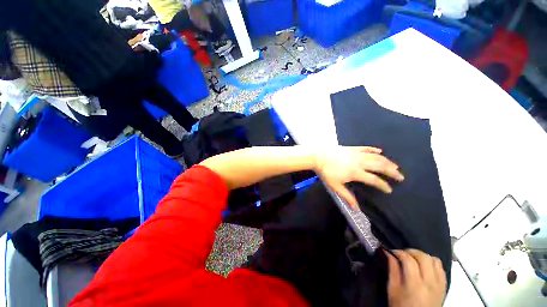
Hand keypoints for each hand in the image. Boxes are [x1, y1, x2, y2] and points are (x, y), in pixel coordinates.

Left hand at [314, 146, 403, 208]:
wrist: (318, 156)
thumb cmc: (326, 172)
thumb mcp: (335, 186)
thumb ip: (347, 196)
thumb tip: (357, 209)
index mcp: (356, 172)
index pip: (374, 180)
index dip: (384, 186)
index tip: (390, 190)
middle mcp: (360, 162)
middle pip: (380, 167)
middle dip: (392, 172)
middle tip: (400, 176)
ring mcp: (356, 153)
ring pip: (375, 157)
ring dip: (386, 161)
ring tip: (395, 166)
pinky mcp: (352, 148)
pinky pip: (365, 148)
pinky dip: (373, 149)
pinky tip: (380, 151)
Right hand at [386, 249, 446, 306]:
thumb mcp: (393, 290)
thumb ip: (392, 270)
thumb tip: (388, 253)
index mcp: (415, 285)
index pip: (409, 260)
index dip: (398, 252)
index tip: (391, 252)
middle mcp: (430, 283)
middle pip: (423, 257)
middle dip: (410, 251)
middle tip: (402, 254)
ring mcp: (439, 285)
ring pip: (434, 260)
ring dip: (422, 256)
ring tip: (413, 259)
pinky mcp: (444, 287)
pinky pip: (441, 269)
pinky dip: (432, 263)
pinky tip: (424, 266)